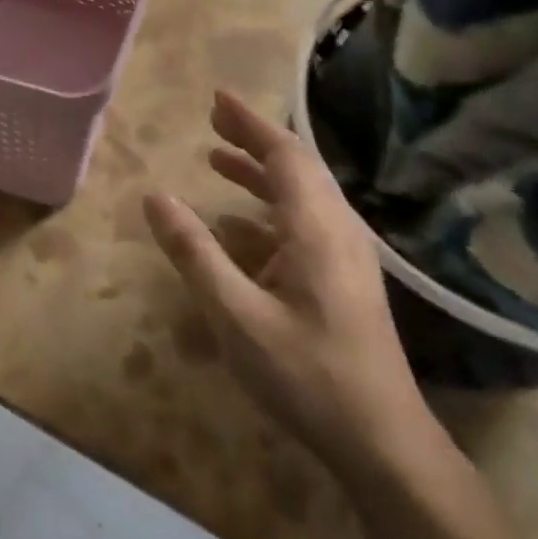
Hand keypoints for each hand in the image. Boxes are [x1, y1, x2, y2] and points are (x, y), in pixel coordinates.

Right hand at [142, 91, 445, 488]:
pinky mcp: (343, 282)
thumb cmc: (306, 374)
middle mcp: (337, 232)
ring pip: (301, 197)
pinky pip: (302, 227)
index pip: (283, 155)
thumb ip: (195, 252)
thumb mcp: (236, 314)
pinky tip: (237, 227)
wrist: (382, 441)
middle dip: (254, 140)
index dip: (250, 122)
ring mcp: (345, 258)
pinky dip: (267, 212)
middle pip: (296, 168)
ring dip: (259, 175)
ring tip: (218, 161)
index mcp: (316, 229)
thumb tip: (155, 197)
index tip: (217, 97)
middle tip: (213, 120)